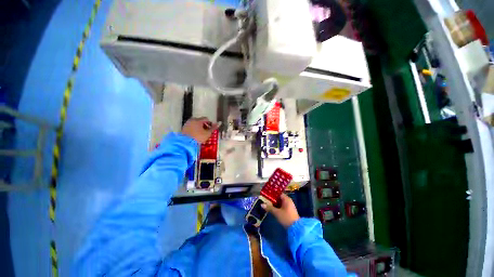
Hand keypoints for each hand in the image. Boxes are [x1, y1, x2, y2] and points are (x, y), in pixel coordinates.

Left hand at [181, 117, 218, 142]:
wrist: (185, 143)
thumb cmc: (198, 137)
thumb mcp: (208, 133)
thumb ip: (214, 128)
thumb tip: (220, 122)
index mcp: (198, 120)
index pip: (206, 119)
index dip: (210, 123)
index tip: (211, 129)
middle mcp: (192, 120)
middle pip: (200, 120)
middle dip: (204, 125)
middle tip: (206, 131)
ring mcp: (187, 123)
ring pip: (195, 123)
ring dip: (199, 127)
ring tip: (201, 133)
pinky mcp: (184, 128)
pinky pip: (191, 126)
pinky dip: (194, 129)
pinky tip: (196, 134)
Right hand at [261, 194, 299, 227]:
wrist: (296, 229)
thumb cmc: (286, 217)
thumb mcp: (277, 213)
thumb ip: (269, 208)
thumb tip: (262, 204)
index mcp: (286, 199)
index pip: (278, 193)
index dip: (272, 194)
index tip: (266, 194)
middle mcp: (288, 201)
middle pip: (279, 198)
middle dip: (272, 199)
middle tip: (265, 200)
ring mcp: (289, 206)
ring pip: (280, 203)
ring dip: (274, 204)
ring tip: (267, 204)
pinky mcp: (289, 211)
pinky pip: (281, 206)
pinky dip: (277, 207)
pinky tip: (272, 209)